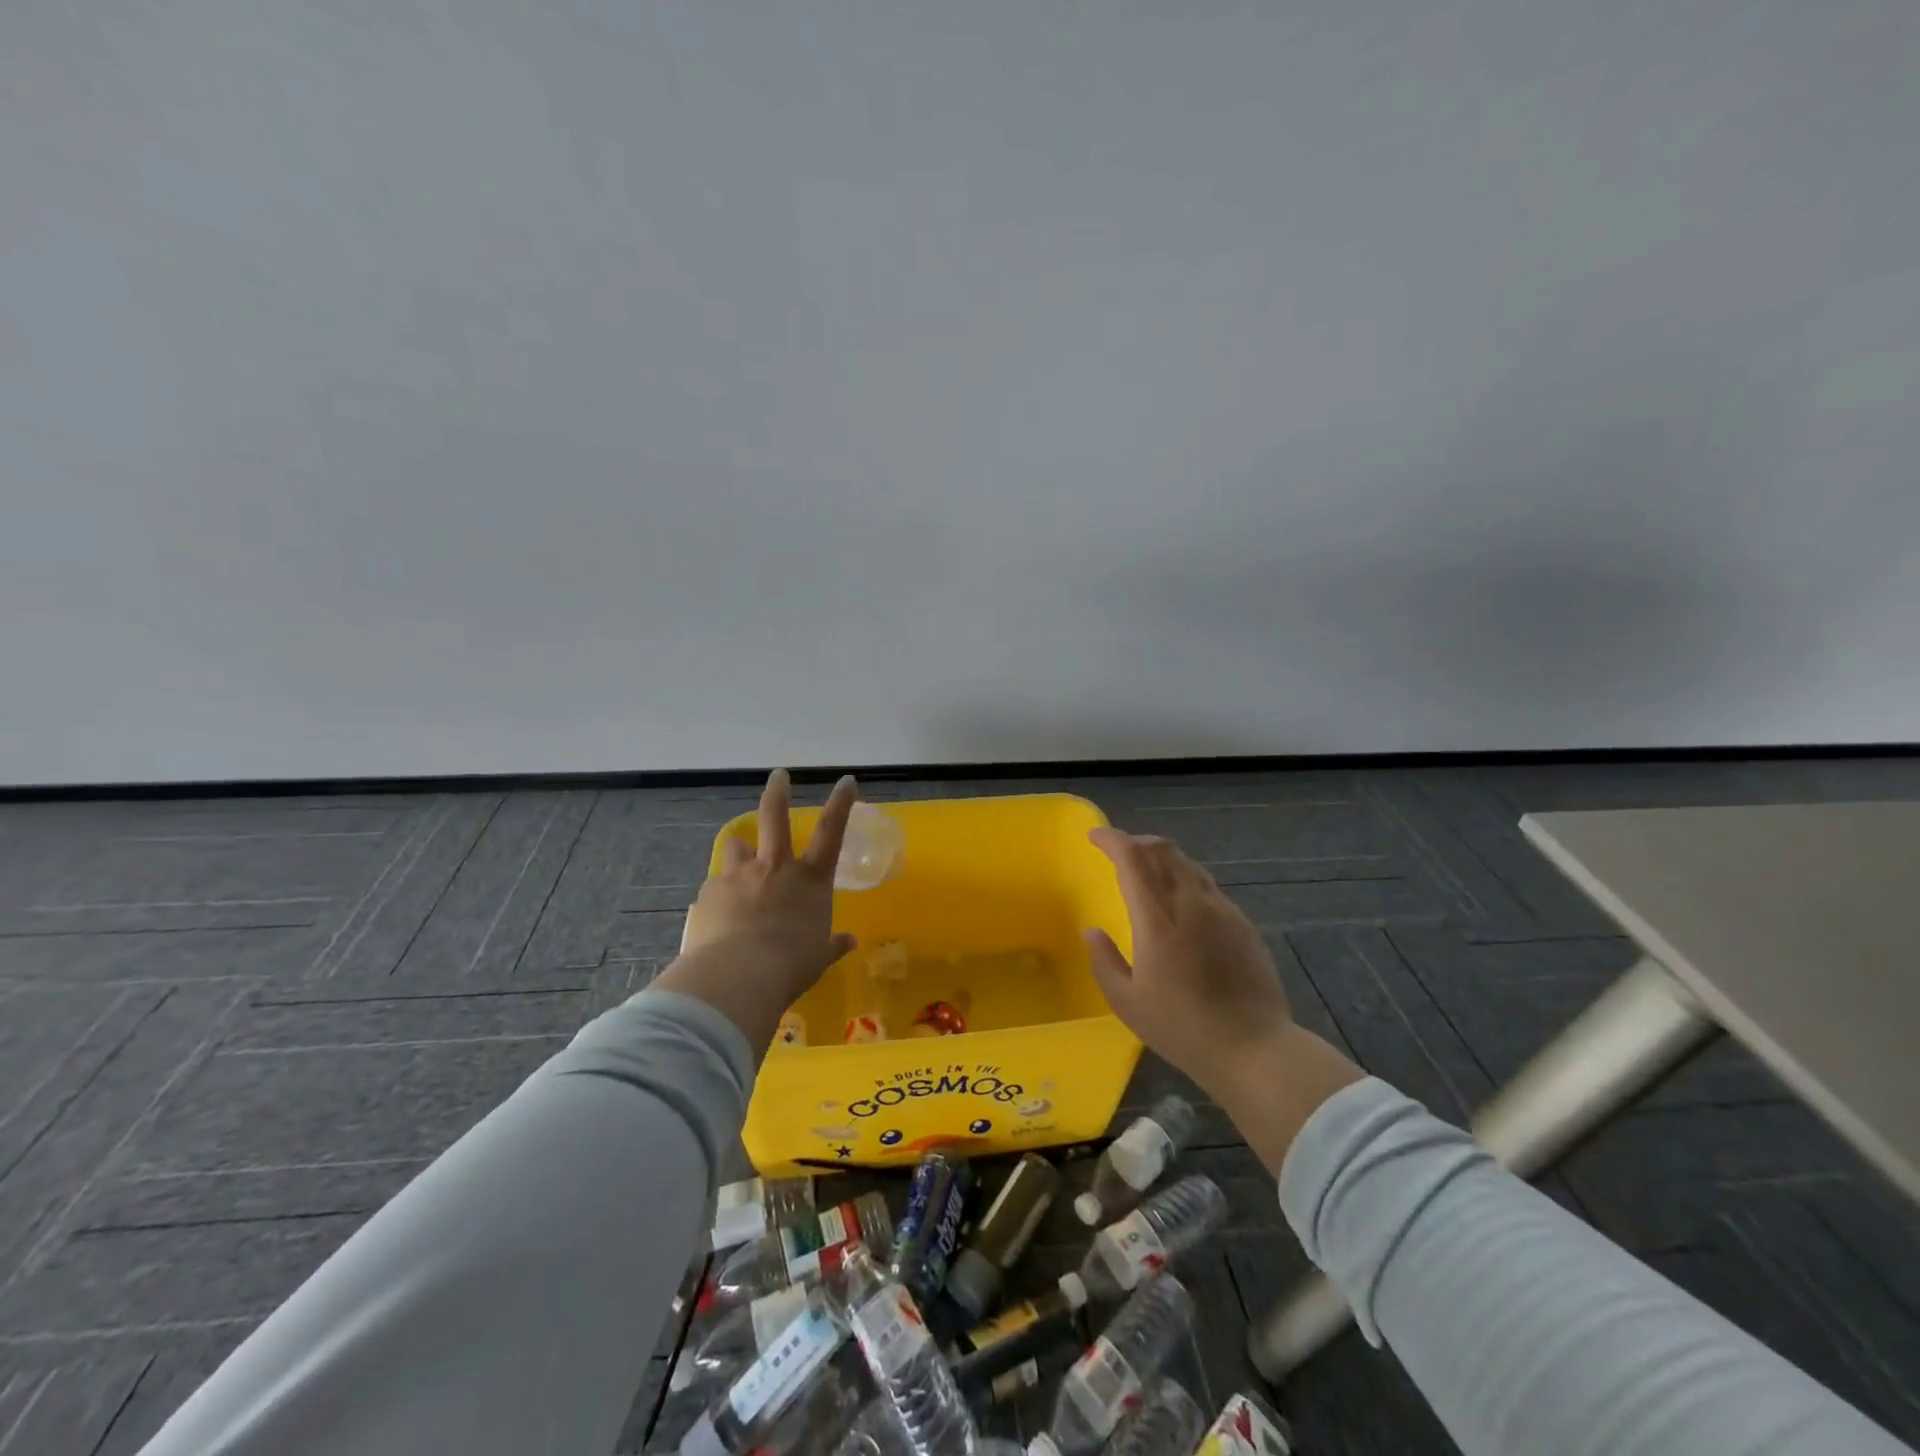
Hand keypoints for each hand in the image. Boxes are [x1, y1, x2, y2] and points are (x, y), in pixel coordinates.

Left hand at [654, 770, 858, 1054]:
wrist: (737, 976)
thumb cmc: (791, 966)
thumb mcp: (819, 957)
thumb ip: (832, 945)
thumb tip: (849, 942)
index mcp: (810, 880)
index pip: (832, 831)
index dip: (841, 803)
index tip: (846, 780)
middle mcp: (775, 868)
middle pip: (776, 816)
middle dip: (778, 792)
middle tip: (779, 776)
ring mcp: (739, 876)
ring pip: (737, 846)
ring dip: (741, 849)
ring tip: (741, 856)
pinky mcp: (709, 893)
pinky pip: (716, 886)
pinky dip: (720, 895)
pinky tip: (719, 916)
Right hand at [1083, 828, 1293, 1099]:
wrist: (1254, 1048)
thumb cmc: (1182, 1028)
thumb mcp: (1128, 1003)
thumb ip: (1104, 961)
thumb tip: (1091, 931)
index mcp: (1158, 920)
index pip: (1133, 858)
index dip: (1112, 839)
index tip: (1095, 836)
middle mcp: (1191, 903)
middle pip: (1163, 850)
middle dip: (1137, 841)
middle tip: (1119, 850)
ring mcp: (1222, 910)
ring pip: (1188, 864)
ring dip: (1163, 858)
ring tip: (1148, 872)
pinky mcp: (1243, 924)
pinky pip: (1207, 886)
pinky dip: (1185, 879)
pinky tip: (1182, 903)